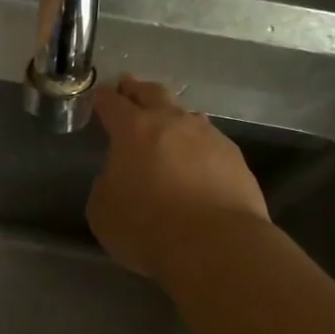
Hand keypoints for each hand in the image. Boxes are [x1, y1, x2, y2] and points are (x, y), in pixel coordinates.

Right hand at [87, 75, 269, 279]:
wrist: (216, 245)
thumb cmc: (147, 227)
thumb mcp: (103, 210)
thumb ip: (106, 184)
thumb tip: (120, 175)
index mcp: (133, 130)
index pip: (112, 104)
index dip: (103, 98)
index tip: (99, 96)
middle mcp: (172, 123)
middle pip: (153, 93)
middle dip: (137, 90)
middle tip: (129, 87)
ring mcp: (209, 138)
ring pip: (187, 116)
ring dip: (173, 117)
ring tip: (167, 126)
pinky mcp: (235, 159)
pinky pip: (210, 143)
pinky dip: (198, 147)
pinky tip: (196, 162)